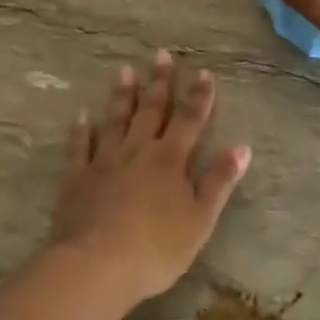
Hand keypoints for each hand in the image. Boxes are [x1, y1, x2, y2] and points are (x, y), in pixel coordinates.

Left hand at [50, 52, 250, 306]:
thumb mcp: (200, 219)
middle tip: (161, 55)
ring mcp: (105, 161)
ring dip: (122, 95)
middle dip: (159, 82)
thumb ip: (219, 181)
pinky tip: (81, 115)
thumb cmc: (157, 247)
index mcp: (170, 160)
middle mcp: (138, 151)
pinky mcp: (77, 178)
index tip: (203, 72)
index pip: (189, 120)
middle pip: (151, 110)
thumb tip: (242, 147)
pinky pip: (79, 147)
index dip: (198, 96)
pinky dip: (81, 129)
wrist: (97, 265)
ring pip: (115, 120)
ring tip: (124, 71)